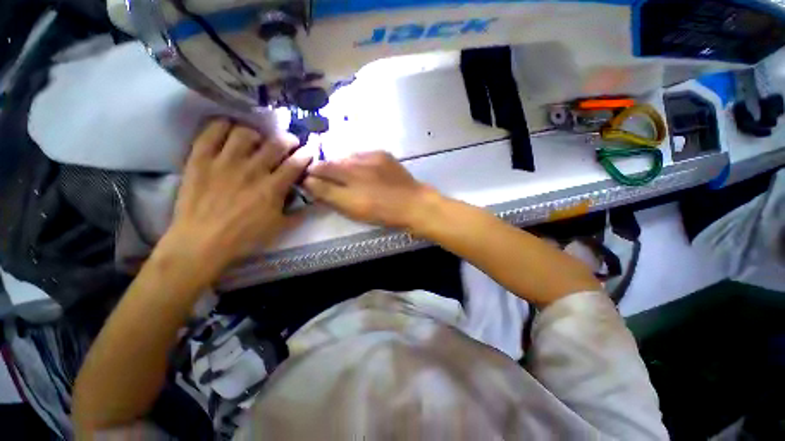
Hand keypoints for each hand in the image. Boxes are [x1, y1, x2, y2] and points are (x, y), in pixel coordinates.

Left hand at [157, 118, 312, 279]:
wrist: (201, 243)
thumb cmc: (244, 238)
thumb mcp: (279, 228)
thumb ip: (298, 213)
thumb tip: (311, 201)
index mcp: (272, 188)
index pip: (296, 164)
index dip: (306, 154)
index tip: (309, 150)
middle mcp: (252, 170)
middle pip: (276, 144)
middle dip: (288, 139)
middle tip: (289, 142)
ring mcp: (224, 162)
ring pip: (245, 133)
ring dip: (257, 134)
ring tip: (257, 140)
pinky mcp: (200, 159)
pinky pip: (212, 132)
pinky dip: (223, 126)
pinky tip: (229, 130)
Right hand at [303, 151, 435, 230]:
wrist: (412, 203)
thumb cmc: (382, 212)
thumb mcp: (352, 209)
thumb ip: (328, 194)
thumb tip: (309, 182)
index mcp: (345, 179)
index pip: (318, 171)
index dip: (311, 176)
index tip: (310, 181)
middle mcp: (354, 164)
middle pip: (329, 162)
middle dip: (323, 169)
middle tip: (327, 179)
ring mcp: (369, 156)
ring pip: (345, 157)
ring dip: (341, 165)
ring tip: (347, 176)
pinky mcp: (382, 154)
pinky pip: (361, 154)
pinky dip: (357, 161)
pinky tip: (363, 171)